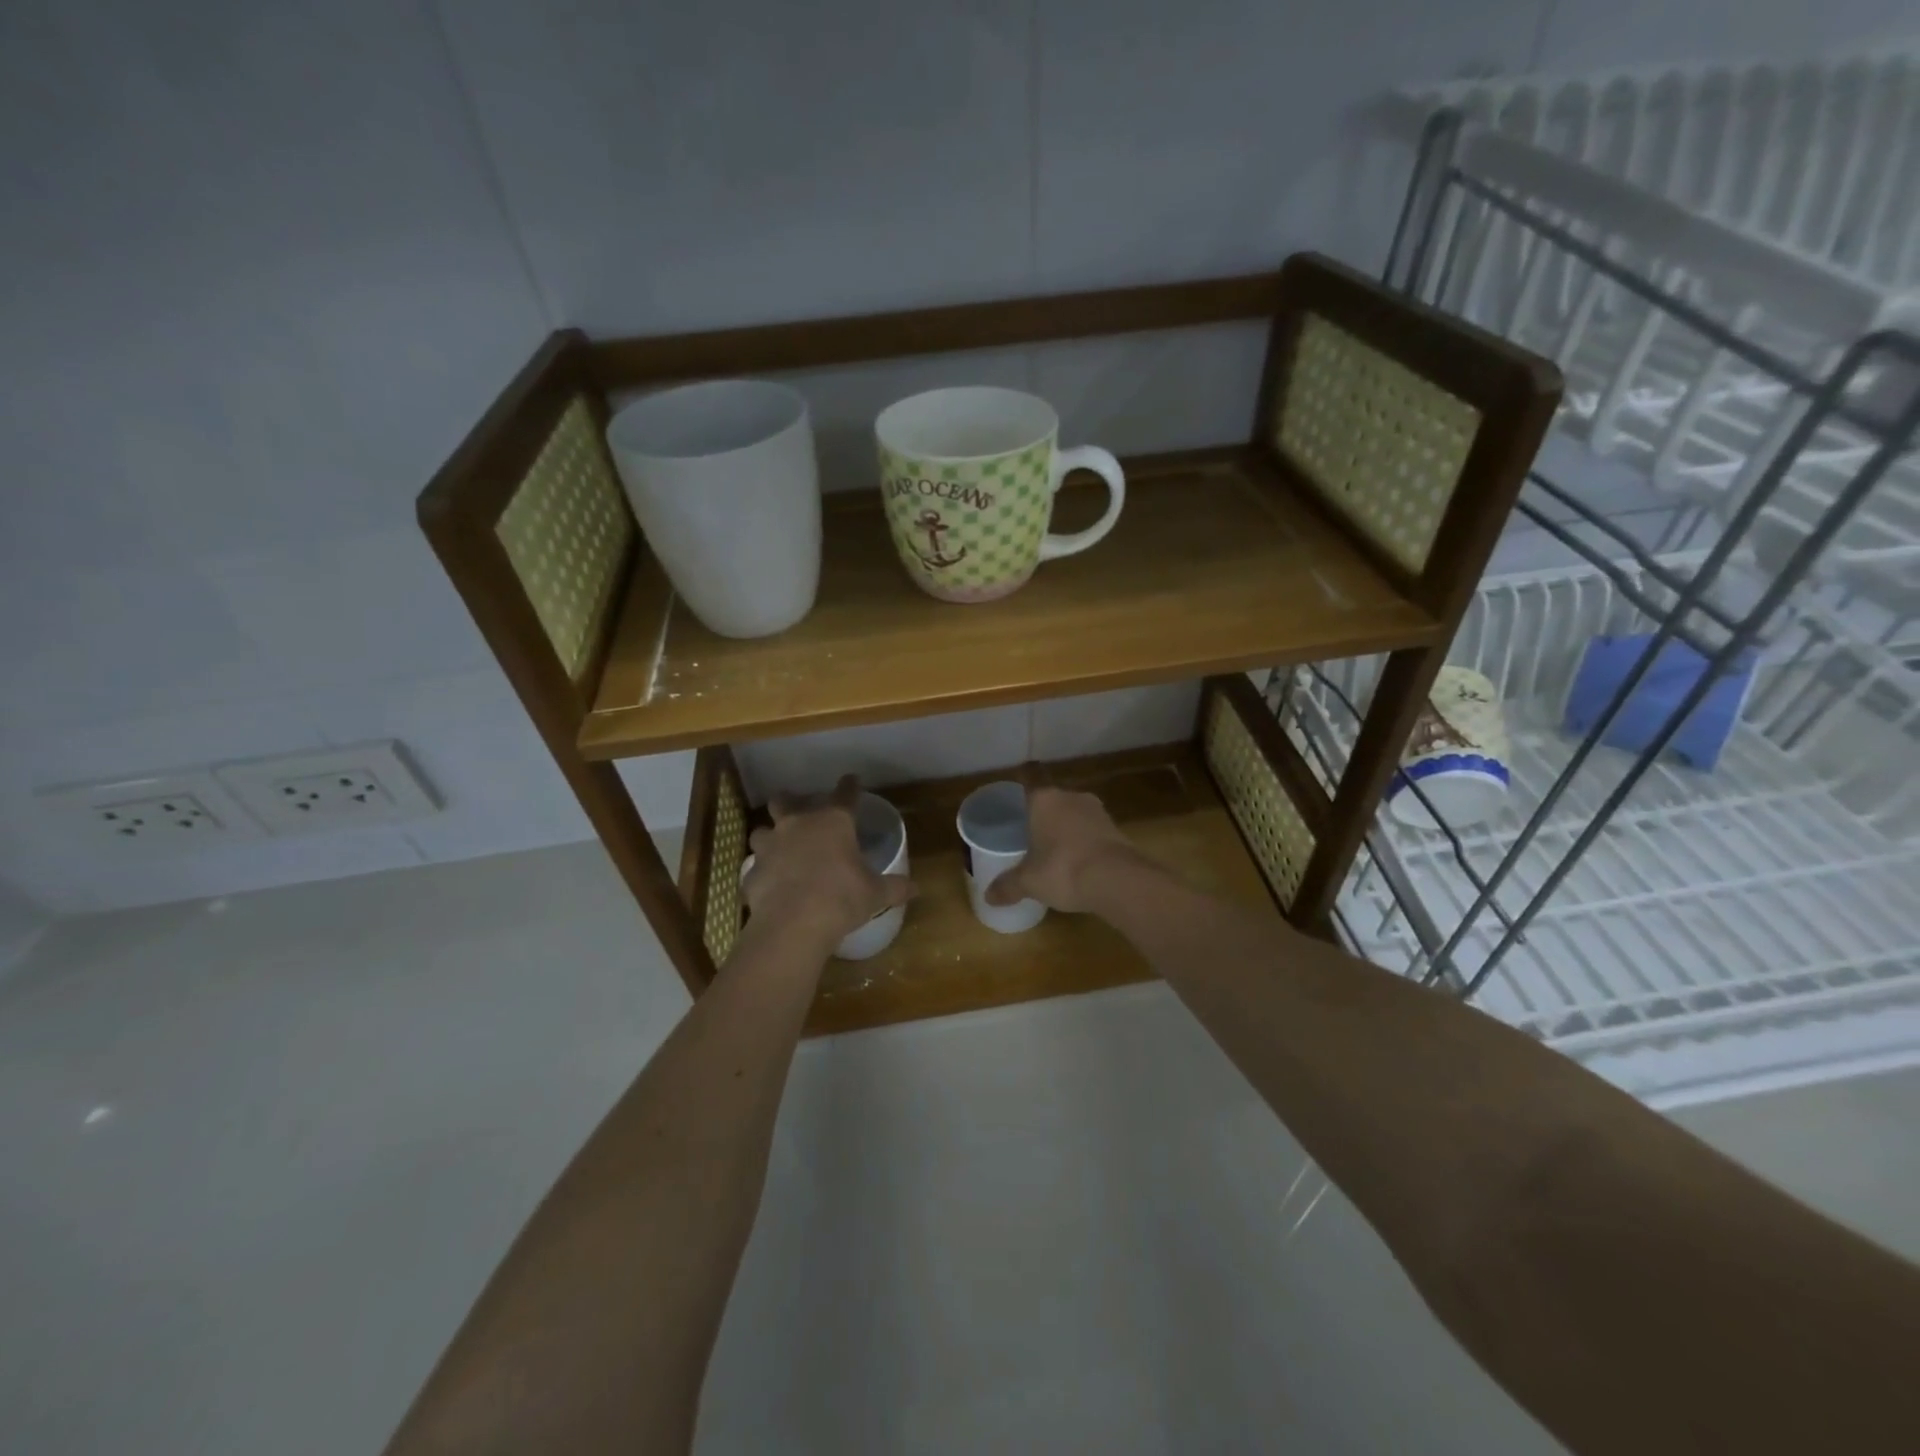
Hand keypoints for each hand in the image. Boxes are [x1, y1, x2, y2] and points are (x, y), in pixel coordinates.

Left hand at [743, 775, 916, 949]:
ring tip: (778, 848)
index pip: (845, 794)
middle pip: (785, 800)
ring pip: (761, 831)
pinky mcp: (751, 872)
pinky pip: (755, 868)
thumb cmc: (841, 898)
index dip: (850, 786)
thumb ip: (894, 887)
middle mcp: (797, 825)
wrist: (793, 924)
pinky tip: (770, 885)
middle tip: (796, 809)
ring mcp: (770, 847)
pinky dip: (762, 874)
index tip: (852, 780)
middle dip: (789, 801)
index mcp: (833, 822)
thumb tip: (916, 888)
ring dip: (769, 837)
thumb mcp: (874, 894)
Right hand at [983, 783, 1137, 914]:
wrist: (1118, 880)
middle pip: (1053, 797)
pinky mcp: (1117, 829)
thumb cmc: (1063, 869)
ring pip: (1075, 813)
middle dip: (1044, 813)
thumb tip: (989, 896)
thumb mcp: (1029, 881)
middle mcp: (1071, 797)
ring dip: (1067, 827)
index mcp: (1044, 799)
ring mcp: (1098, 811)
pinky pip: (1093, 831)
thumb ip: (1008, 886)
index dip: (1024, 780)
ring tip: (1055, 850)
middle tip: (1031, 832)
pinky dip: (1086, 842)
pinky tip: (1080, 862)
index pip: (1030, 776)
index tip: (1018, 788)